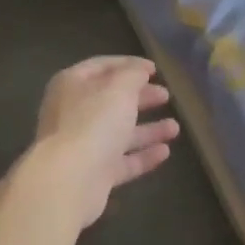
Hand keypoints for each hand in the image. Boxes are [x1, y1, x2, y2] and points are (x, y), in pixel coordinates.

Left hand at [33, 57, 179, 226]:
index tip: (154, 69)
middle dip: (140, 98)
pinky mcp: (94, 175)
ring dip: (147, 129)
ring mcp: (82, 146)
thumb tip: (140, 70)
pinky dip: (142, 156)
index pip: (101, 66)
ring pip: (118, 133)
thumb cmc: (93, 123)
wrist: (70, 180)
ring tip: (175, 128)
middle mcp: (73, 114)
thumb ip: (132, 75)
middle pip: (111, 101)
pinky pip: (122, 161)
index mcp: (71, 85)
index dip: (129, 65)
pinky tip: (166, 152)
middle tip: (166, 96)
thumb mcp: (118, 89)